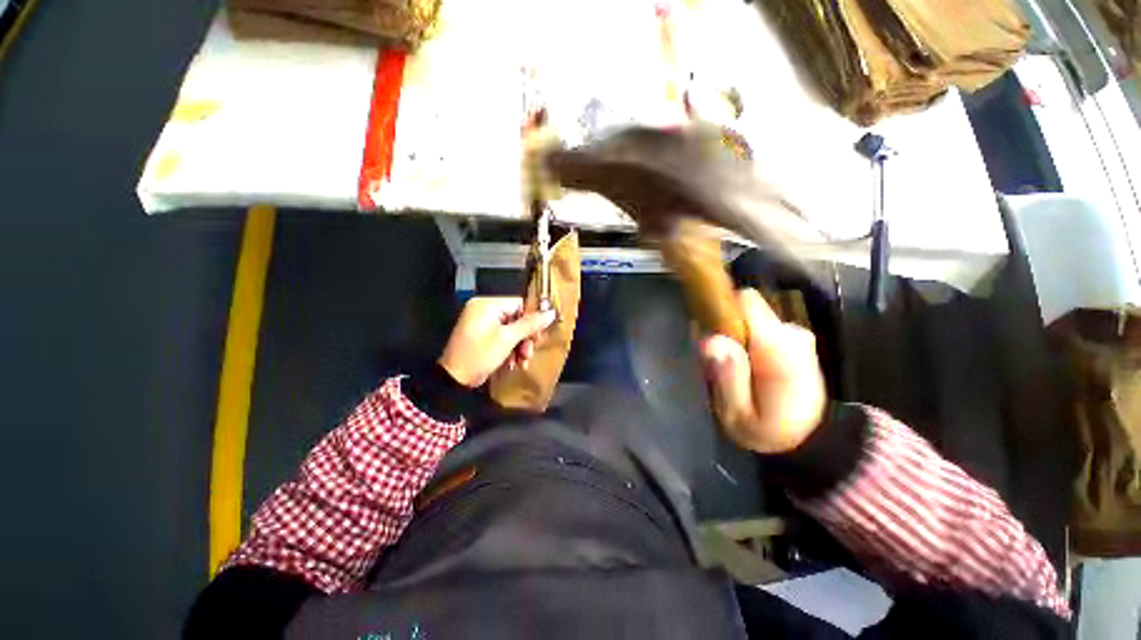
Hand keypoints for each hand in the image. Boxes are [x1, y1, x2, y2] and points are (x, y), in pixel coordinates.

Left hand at [439, 297, 556, 387]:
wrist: (455, 379)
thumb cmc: (481, 354)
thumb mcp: (508, 339)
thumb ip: (530, 324)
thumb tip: (551, 313)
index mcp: (487, 304)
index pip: (519, 304)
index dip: (532, 319)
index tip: (539, 335)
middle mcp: (484, 310)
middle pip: (516, 318)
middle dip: (525, 338)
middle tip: (530, 352)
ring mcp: (482, 324)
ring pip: (512, 330)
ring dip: (520, 347)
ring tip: (522, 362)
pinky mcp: (483, 337)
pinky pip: (503, 338)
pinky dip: (510, 350)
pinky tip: (514, 364)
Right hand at [699, 288, 826, 452]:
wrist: (810, 440)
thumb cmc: (769, 432)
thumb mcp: (738, 415)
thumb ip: (726, 375)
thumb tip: (711, 340)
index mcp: (779, 349)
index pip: (746, 302)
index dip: (722, 311)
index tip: (710, 335)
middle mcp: (792, 334)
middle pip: (746, 310)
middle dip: (727, 330)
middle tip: (721, 363)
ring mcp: (797, 335)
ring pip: (752, 319)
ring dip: (737, 338)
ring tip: (736, 369)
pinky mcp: (795, 340)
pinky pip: (761, 328)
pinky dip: (750, 342)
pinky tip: (750, 367)